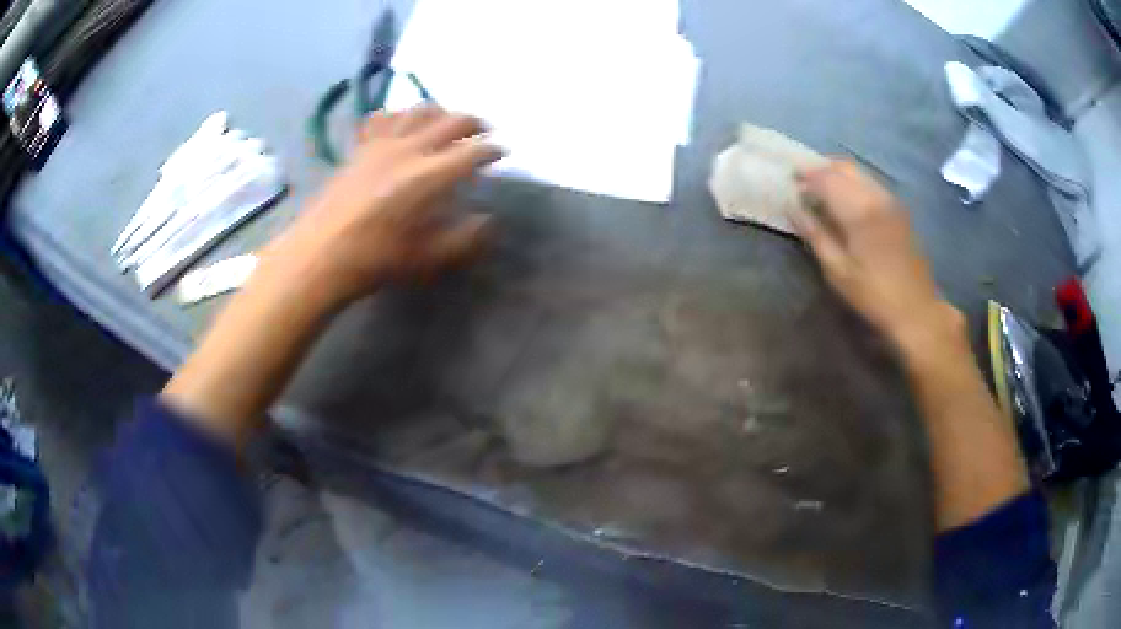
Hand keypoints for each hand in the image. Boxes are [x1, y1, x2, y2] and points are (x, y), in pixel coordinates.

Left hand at [262, 105, 503, 306]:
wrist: (320, 255)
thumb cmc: (377, 260)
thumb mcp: (429, 258)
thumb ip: (464, 239)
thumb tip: (487, 221)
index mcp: (431, 175)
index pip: (473, 152)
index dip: (493, 150)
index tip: (503, 152)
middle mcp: (410, 149)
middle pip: (451, 121)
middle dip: (474, 123)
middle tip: (484, 131)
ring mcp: (382, 144)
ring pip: (418, 111)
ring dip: (440, 111)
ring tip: (446, 121)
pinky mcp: (360, 148)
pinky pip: (381, 119)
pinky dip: (396, 115)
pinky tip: (398, 123)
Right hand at [791, 161, 963, 351]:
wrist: (916, 309)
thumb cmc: (873, 295)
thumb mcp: (837, 271)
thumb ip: (814, 233)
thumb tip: (792, 207)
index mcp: (859, 210)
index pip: (825, 178)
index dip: (805, 176)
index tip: (789, 182)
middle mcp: (876, 195)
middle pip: (843, 167)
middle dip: (820, 169)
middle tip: (802, 182)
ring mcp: (890, 200)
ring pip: (858, 172)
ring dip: (837, 174)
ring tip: (821, 190)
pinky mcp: (899, 209)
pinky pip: (870, 183)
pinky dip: (852, 183)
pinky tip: (845, 201)